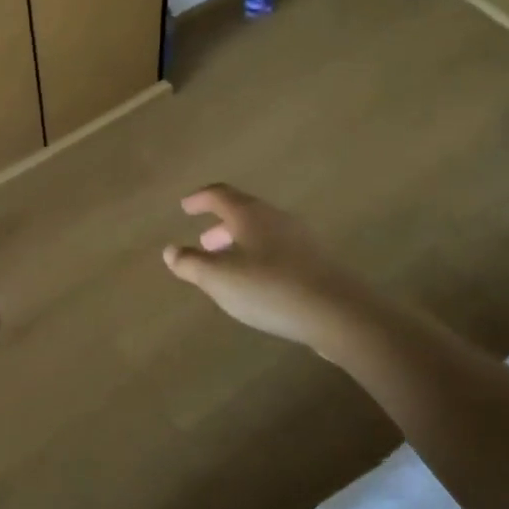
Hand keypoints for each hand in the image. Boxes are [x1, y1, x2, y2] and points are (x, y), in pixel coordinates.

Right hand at [163, 185, 382, 355]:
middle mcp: (276, 218)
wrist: (338, 313)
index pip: (220, 195)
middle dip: (220, 225)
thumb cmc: (270, 289)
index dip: (200, 199)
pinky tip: (258, 282)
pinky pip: (278, 250)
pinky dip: (259, 257)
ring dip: (240, 242)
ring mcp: (301, 239)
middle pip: (244, 211)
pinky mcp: (316, 262)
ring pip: (262, 232)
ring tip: (228, 265)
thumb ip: (191, 263)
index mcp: (250, 214)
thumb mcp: (219, 279)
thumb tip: (170, 250)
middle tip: (203, 242)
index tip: (185, 206)